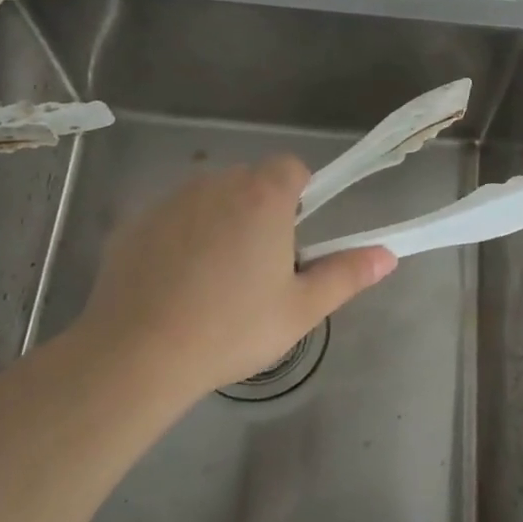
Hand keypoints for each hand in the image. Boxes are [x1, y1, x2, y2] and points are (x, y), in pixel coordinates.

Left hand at [72, 155, 395, 402]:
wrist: (137, 354)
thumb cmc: (232, 328)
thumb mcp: (301, 309)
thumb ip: (346, 274)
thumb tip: (387, 255)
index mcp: (262, 196)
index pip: (291, 167)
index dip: (300, 195)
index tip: (294, 237)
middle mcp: (215, 183)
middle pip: (250, 182)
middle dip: (260, 211)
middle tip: (258, 268)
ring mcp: (169, 201)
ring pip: (209, 198)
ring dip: (220, 221)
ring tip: (213, 280)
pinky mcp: (135, 222)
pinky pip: (172, 218)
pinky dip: (180, 237)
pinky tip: (174, 285)